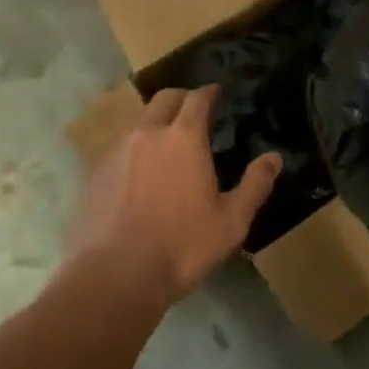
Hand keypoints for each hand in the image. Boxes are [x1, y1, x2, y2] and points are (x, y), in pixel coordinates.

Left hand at [69, 85, 281, 301]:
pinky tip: (140, 175)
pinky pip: (119, 150)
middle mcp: (147, 134)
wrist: (115, 276)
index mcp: (184, 138)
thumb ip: (255, 185)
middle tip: (194, 109)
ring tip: (167, 143)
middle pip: (163, 99)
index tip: (216, 92)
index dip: (209, 92)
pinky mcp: (95, 175)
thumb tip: (274, 158)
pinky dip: (135, 151)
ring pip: (138, 123)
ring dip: (155, 123)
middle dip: (181, 98)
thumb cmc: (182, 246)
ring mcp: (116, 153)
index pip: (197, 99)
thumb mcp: (232, 221)